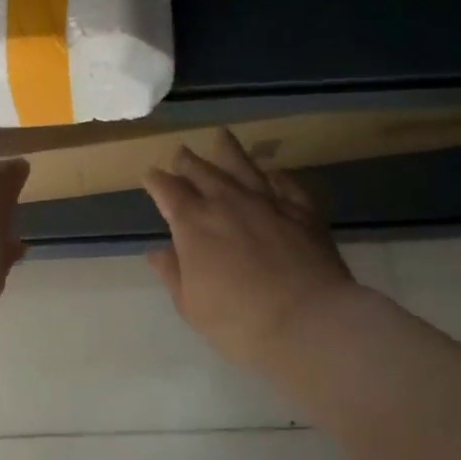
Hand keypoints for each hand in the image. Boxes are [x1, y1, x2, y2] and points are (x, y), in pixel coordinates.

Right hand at [143, 129, 361, 366]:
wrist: (309, 323)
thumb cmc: (238, 321)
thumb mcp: (191, 305)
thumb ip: (173, 273)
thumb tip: (159, 252)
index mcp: (193, 223)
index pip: (167, 190)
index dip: (156, 180)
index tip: (151, 175)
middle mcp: (227, 202)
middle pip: (202, 171)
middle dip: (187, 161)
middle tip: (181, 153)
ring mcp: (267, 202)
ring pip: (243, 166)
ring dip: (228, 151)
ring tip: (221, 136)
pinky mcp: (303, 211)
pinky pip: (287, 183)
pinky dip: (276, 175)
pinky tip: (273, 172)